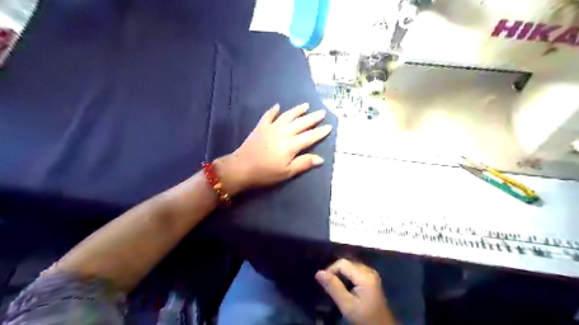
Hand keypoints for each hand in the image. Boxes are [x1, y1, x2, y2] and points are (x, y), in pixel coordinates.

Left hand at [213, 103, 331, 195]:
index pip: (310, 136)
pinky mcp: (261, 127)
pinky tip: (278, 106)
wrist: (241, 168)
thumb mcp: (287, 172)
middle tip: (322, 112)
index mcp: (292, 145)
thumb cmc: (266, 173)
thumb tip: (320, 159)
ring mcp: (271, 127)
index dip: (320, 132)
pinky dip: (273, 110)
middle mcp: (284, 132)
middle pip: (301, 123)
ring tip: (306, 105)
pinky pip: (268, 115)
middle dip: (313, 117)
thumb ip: (304, 163)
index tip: (329, 126)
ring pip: (288, 116)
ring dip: (297, 110)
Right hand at [316, 259, 398, 324]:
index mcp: (365, 275)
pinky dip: (347, 277)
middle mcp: (369, 270)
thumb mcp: (347, 305)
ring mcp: (371, 274)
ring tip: (334, 287)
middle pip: (347, 263)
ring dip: (341, 275)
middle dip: (335, 272)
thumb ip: (333, 287)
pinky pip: (355, 271)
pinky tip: (344, 287)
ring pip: (350, 267)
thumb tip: (318, 273)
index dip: (330, 270)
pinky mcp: (371, 278)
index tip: (323, 283)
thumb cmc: (364, 318)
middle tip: (328, 286)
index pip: (342, 263)